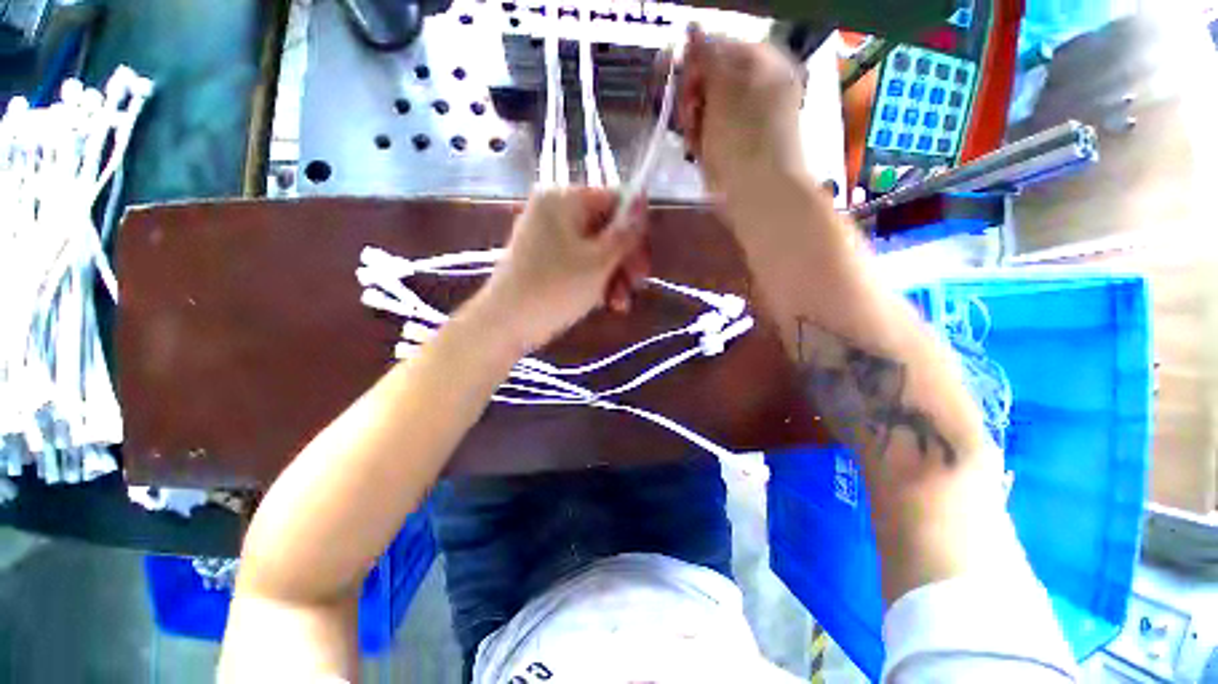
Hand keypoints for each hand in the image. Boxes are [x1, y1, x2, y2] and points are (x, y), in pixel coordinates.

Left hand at [473, 188, 649, 353]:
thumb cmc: (555, 288)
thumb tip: (643, 197)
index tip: (644, 260)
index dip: (635, 229)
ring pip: (596, 249)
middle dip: (625, 260)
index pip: (614, 200)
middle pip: (606, 227)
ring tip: (620, 304)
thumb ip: (625, 232)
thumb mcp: (599, 261)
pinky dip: (596, 280)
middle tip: (637, 285)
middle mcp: (554, 210)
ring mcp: (548, 236)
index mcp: (564, 199)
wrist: (507, 324)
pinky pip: (580, 262)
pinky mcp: (546, 260)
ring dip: (614, 276)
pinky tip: (607, 304)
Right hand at [679, 26, 804, 195]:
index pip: (721, 47)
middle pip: (714, 79)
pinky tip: (699, 149)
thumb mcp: (724, 87)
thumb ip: (708, 56)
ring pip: (710, 107)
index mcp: (764, 64)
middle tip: (687, 114)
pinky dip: (702, 138)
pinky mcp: (738, 145)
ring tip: (694, 138)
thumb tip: (693, 29)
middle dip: (694, 95)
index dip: (697, 62)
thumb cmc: (743, 137)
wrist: (758, 192)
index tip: (680, 83)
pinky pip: (713, 131)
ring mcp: (749, 119)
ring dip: (695, 119)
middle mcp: (759, 87)